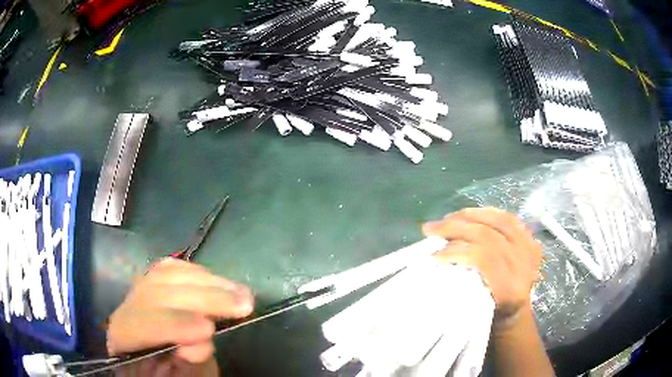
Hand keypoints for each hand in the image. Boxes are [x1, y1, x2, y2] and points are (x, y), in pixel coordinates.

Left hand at [107, 258, 253, 373]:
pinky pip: (170, 268)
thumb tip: (201, 341)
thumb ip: (188, 365)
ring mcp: (137, 291)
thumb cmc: (168, 376)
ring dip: (206, 281)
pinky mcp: (151, 282)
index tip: (209, 330)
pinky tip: (219, 280)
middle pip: (155, 293)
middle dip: (202, 297)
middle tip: (243, 303)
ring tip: (240, 292)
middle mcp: (124, 308)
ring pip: (163, 275)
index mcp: (122, 338)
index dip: (173, 324)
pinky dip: (197, 272)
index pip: (139, 325)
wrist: (155, 365)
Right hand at [422, 207, 542, 324]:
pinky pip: (508, 218)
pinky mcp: (530, 240)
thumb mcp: (474, 312)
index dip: (457, 250)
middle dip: (456, 227)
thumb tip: (436, 262)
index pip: (484, 258)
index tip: (433, 254)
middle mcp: (524, 266)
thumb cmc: (490, 315)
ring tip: (447, 218)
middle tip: (431, 228)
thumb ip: (462, 291)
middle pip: (489, 235)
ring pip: (499, 221)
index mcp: (509, 289)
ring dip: (469, 216)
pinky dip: (486, 213)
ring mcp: (530, 250)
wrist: (517, 312)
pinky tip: (469, 214)